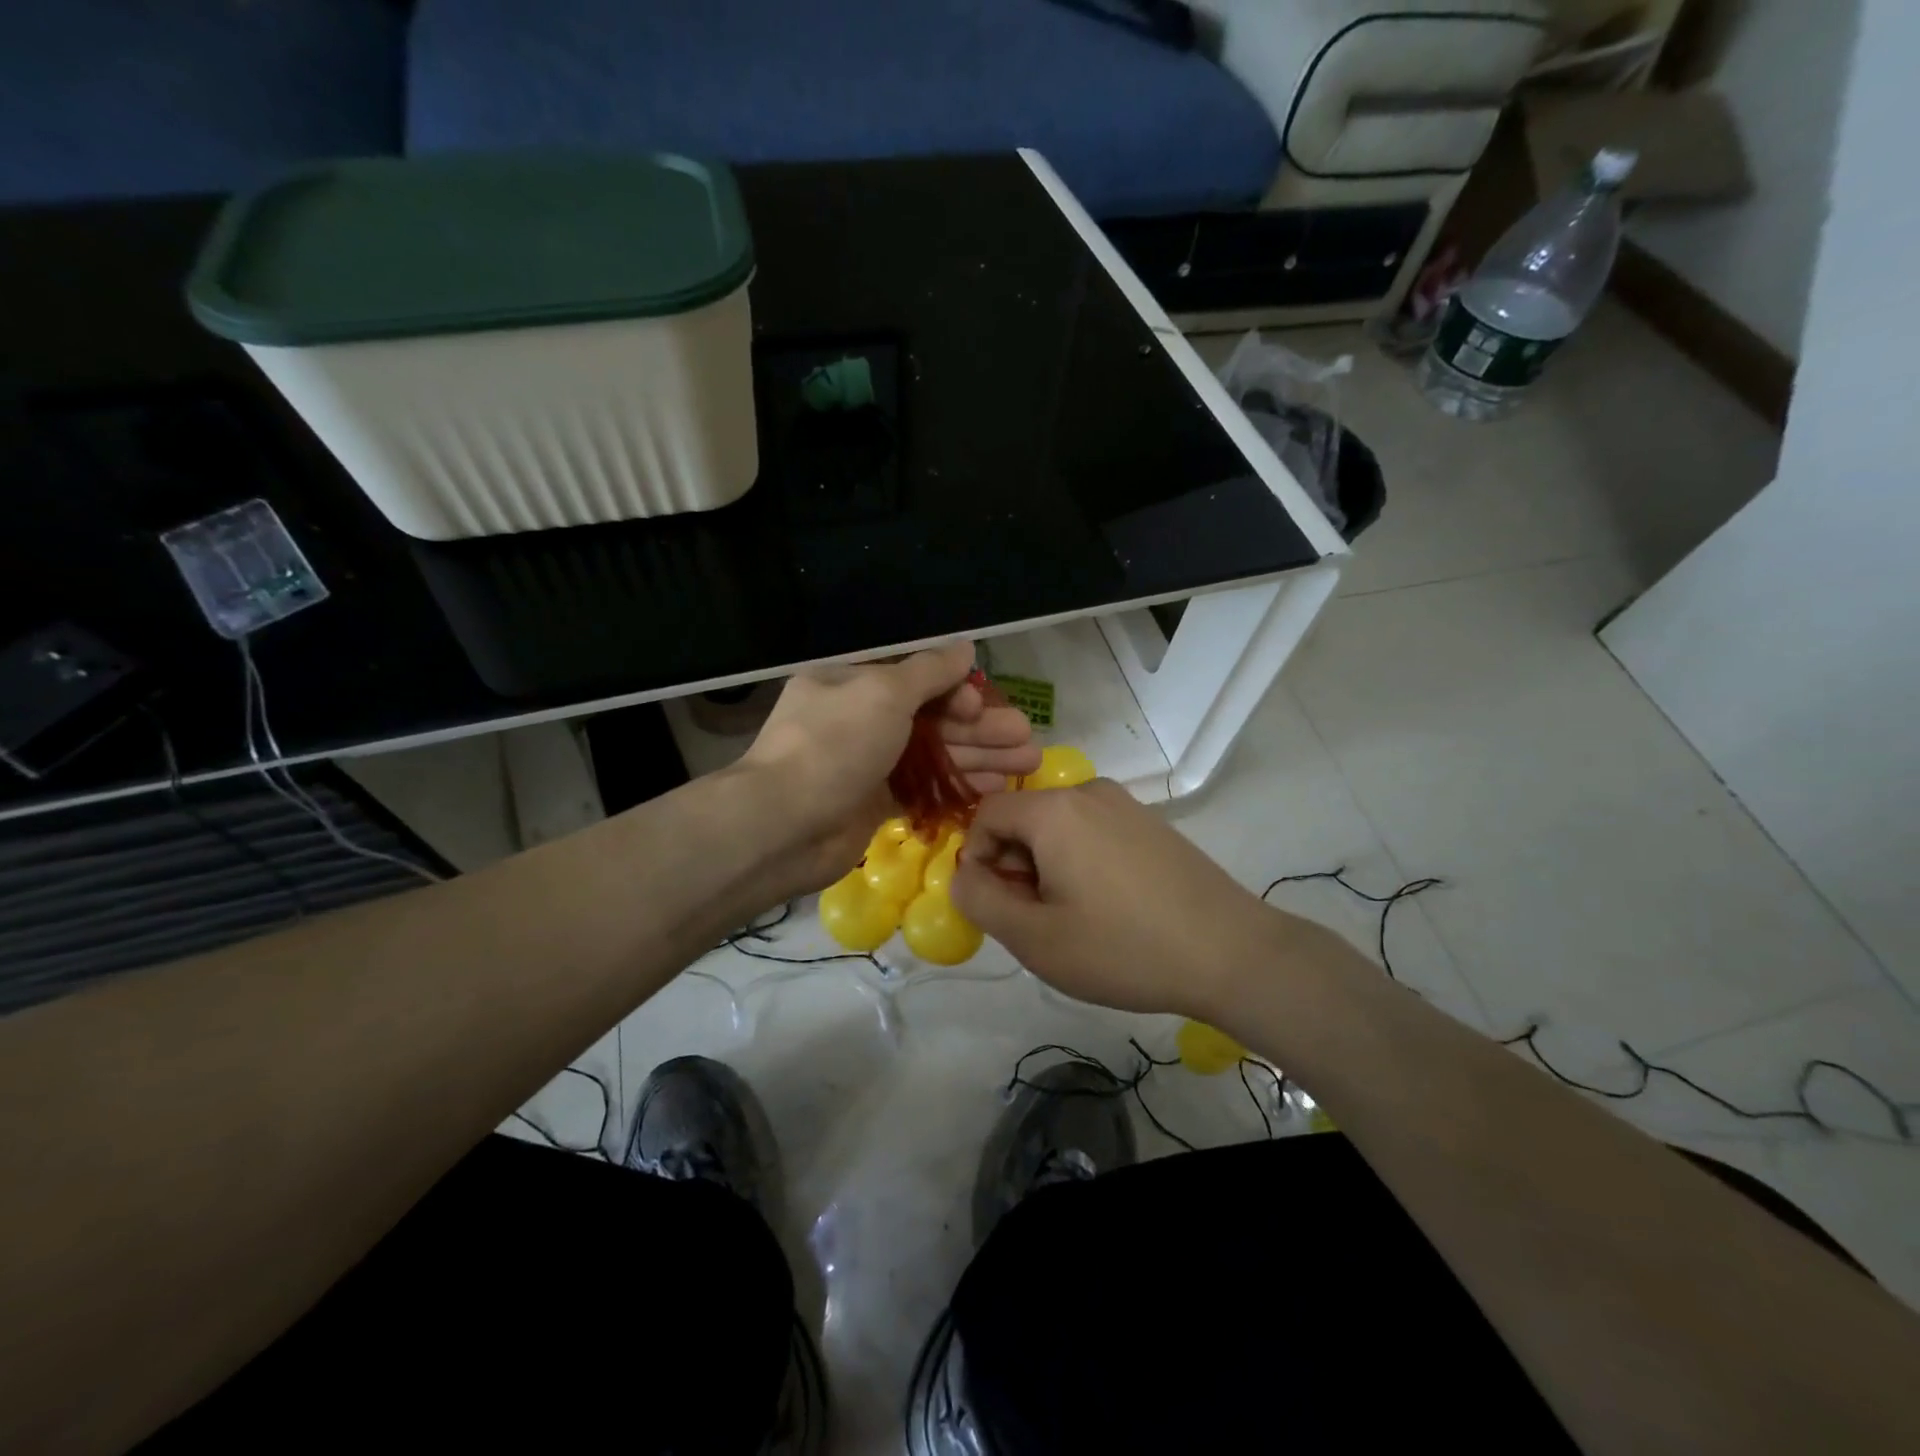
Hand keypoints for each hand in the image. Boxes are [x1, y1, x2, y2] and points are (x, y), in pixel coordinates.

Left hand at [739, 643, 1040, 892]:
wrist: (785, 823)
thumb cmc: (835, 743)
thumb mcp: (884, 692)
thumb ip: (929, 671)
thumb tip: (964, 647)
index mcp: (853, 682)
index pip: (915, 678)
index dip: (955, 691)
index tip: (982, 706)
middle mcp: (860, 719)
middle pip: (932, 718)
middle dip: (981, 727)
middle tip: (1027, 740)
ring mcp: (867, 763)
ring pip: (934, 754)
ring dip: (979, 756)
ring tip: (1027, 764)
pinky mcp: (874, 803)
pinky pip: (924, 788)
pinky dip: (956, 786)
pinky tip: (993, 789)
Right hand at [950, 779, 1286, 1017]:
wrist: (1231, 953)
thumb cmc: (1123, 947)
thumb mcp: (1035, 939)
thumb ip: (981, 902)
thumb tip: (963, 875)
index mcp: (1054, 810)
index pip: (986, 814)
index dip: (977, 860)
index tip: (999, 906)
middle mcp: (1088, 792)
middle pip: (1024, 820)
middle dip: (1015, 867)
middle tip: (1037, 921)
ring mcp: (1126, 805)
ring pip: (1059, 829)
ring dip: (1048, 868)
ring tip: (1075, 919)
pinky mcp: (1151, 823)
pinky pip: (1093, 833)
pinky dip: (1081, 863)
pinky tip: (1109, 908)